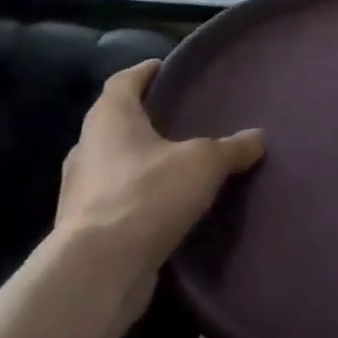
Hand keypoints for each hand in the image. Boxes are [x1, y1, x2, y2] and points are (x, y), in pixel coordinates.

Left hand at [55, 59, 263, 319]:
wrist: (98, 270)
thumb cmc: (148, 195)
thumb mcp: (204, 164)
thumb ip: (231, 148)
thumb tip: (258, 137)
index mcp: (110, 119)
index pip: (122, 82)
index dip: (143, 72)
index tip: (163, 67)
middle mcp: (87, 148)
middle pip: (113, 121)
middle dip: (141, 117)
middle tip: (175, 115)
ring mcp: (80, 190)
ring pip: (111, 162)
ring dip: (137, 159)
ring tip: (173, 162)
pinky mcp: (83, 228)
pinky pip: (114, 199)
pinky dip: (135, 195)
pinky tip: (161, 205)